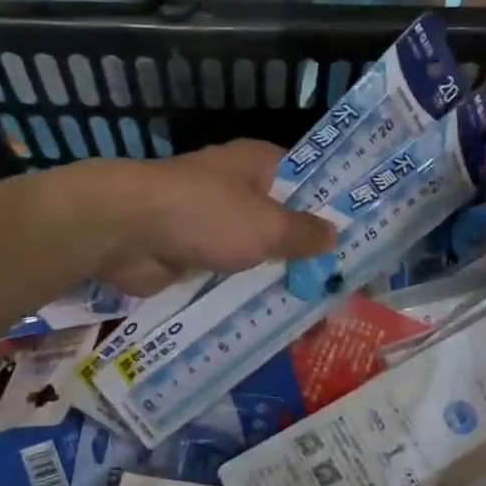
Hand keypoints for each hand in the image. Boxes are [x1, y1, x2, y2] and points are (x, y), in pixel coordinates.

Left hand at [68, 140, 337, 296]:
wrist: (125, 231)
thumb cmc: (206, 214)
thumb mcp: (266, 225)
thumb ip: (303, 233)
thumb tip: (334, 234)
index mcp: (258, 165)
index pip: (306, 180)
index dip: (332, 206)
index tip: (360, 237)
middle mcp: (237, 189)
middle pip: (282, 221)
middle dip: (307, 253)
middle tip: (342, 287)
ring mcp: (212, 223)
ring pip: (256, 253)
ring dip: (278, 279)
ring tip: (317, 314)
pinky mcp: (193, 255)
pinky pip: (230, 276)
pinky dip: (246, 294)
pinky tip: (275, 320)